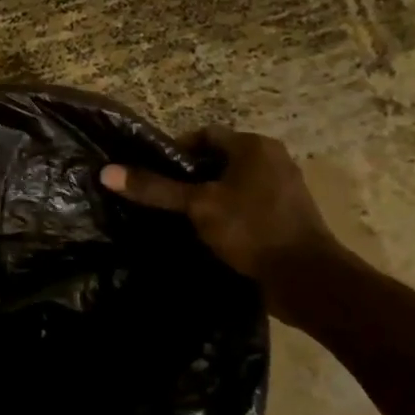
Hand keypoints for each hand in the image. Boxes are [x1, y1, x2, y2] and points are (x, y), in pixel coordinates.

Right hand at [101, 127, 346, 315]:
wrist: (307, 279)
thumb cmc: (251, 229)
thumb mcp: (197, 206)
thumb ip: (155, 188)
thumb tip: (107, 172)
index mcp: (254, 146)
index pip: (204, 135)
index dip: (175, 152)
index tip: (155, 176)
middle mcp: (272, 158)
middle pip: (217, 159)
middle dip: (190, 176)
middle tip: (164, 198)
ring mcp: (284, 186)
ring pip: (232, 183)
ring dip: (209, 196)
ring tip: (182, 217)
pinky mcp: (288, 213)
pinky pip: (248, 202)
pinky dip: (228, 211)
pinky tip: (210, 232)